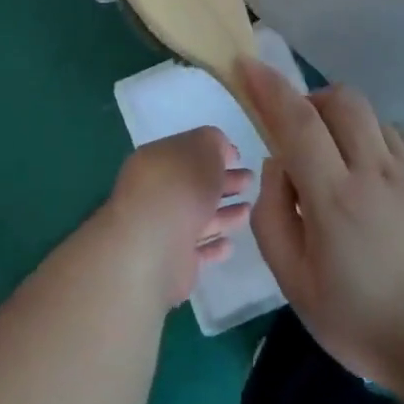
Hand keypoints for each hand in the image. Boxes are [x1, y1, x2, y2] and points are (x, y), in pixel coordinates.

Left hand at [106, 127, 252, 307]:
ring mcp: (161, 229)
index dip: (213, 152)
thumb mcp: (204, 147)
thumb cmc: (181, 186)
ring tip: (248, 211)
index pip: (187, 152)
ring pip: (197, 218)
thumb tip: (221, 151)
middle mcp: (154, 193)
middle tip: (249, 181)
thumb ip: (214, 142)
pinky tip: (230, 244)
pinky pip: (197, 250)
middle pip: (194, 186)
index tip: (238, 158)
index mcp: (156, 161)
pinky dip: (214, 246)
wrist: (156, 246)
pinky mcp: (171, 261)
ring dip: (223, 214)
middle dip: (223, 182)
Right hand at [241, 59, 403, 396]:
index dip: (269, 87)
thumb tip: (277, 163)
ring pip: (371, 116)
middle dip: (312, 100)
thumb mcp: (296, 286)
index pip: (297, 123)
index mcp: (335, 199)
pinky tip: (376, 178)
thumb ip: (273, 216)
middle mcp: (376, 171)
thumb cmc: (365, 323)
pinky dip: (376, 141)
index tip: (249, 64)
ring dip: (345, 124)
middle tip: (302, 133)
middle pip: (341, 100)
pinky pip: (399, 136)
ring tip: (342, 165)